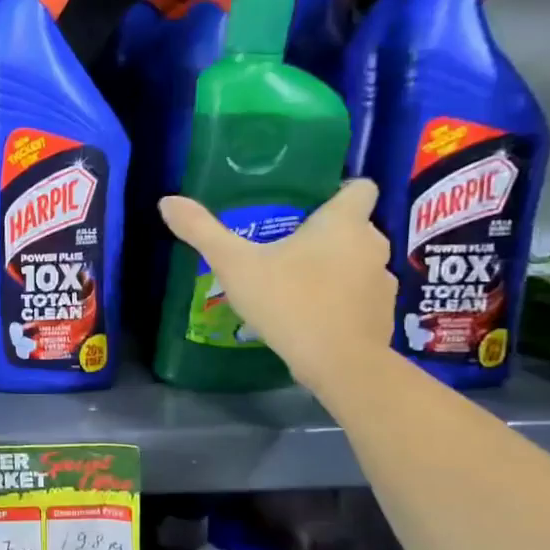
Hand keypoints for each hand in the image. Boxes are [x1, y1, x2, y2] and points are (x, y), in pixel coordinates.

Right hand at [158, 178, 395, 393]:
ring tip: (297, 285)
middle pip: (355, 227)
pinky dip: (342, 300)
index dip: (338, 191)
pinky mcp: (382, 314)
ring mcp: (382, 280)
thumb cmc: (288, 301)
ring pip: (358, 263)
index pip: (360, 187)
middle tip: (286, 248)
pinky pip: (360, 296)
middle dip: (327, 235)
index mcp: (343, 222)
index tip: (310, 206)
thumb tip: (167, 201)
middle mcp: (372, 243)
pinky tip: (312, 316)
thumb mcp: (234, 264)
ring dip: (335, 268)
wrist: (339, 362)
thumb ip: (202, 231)